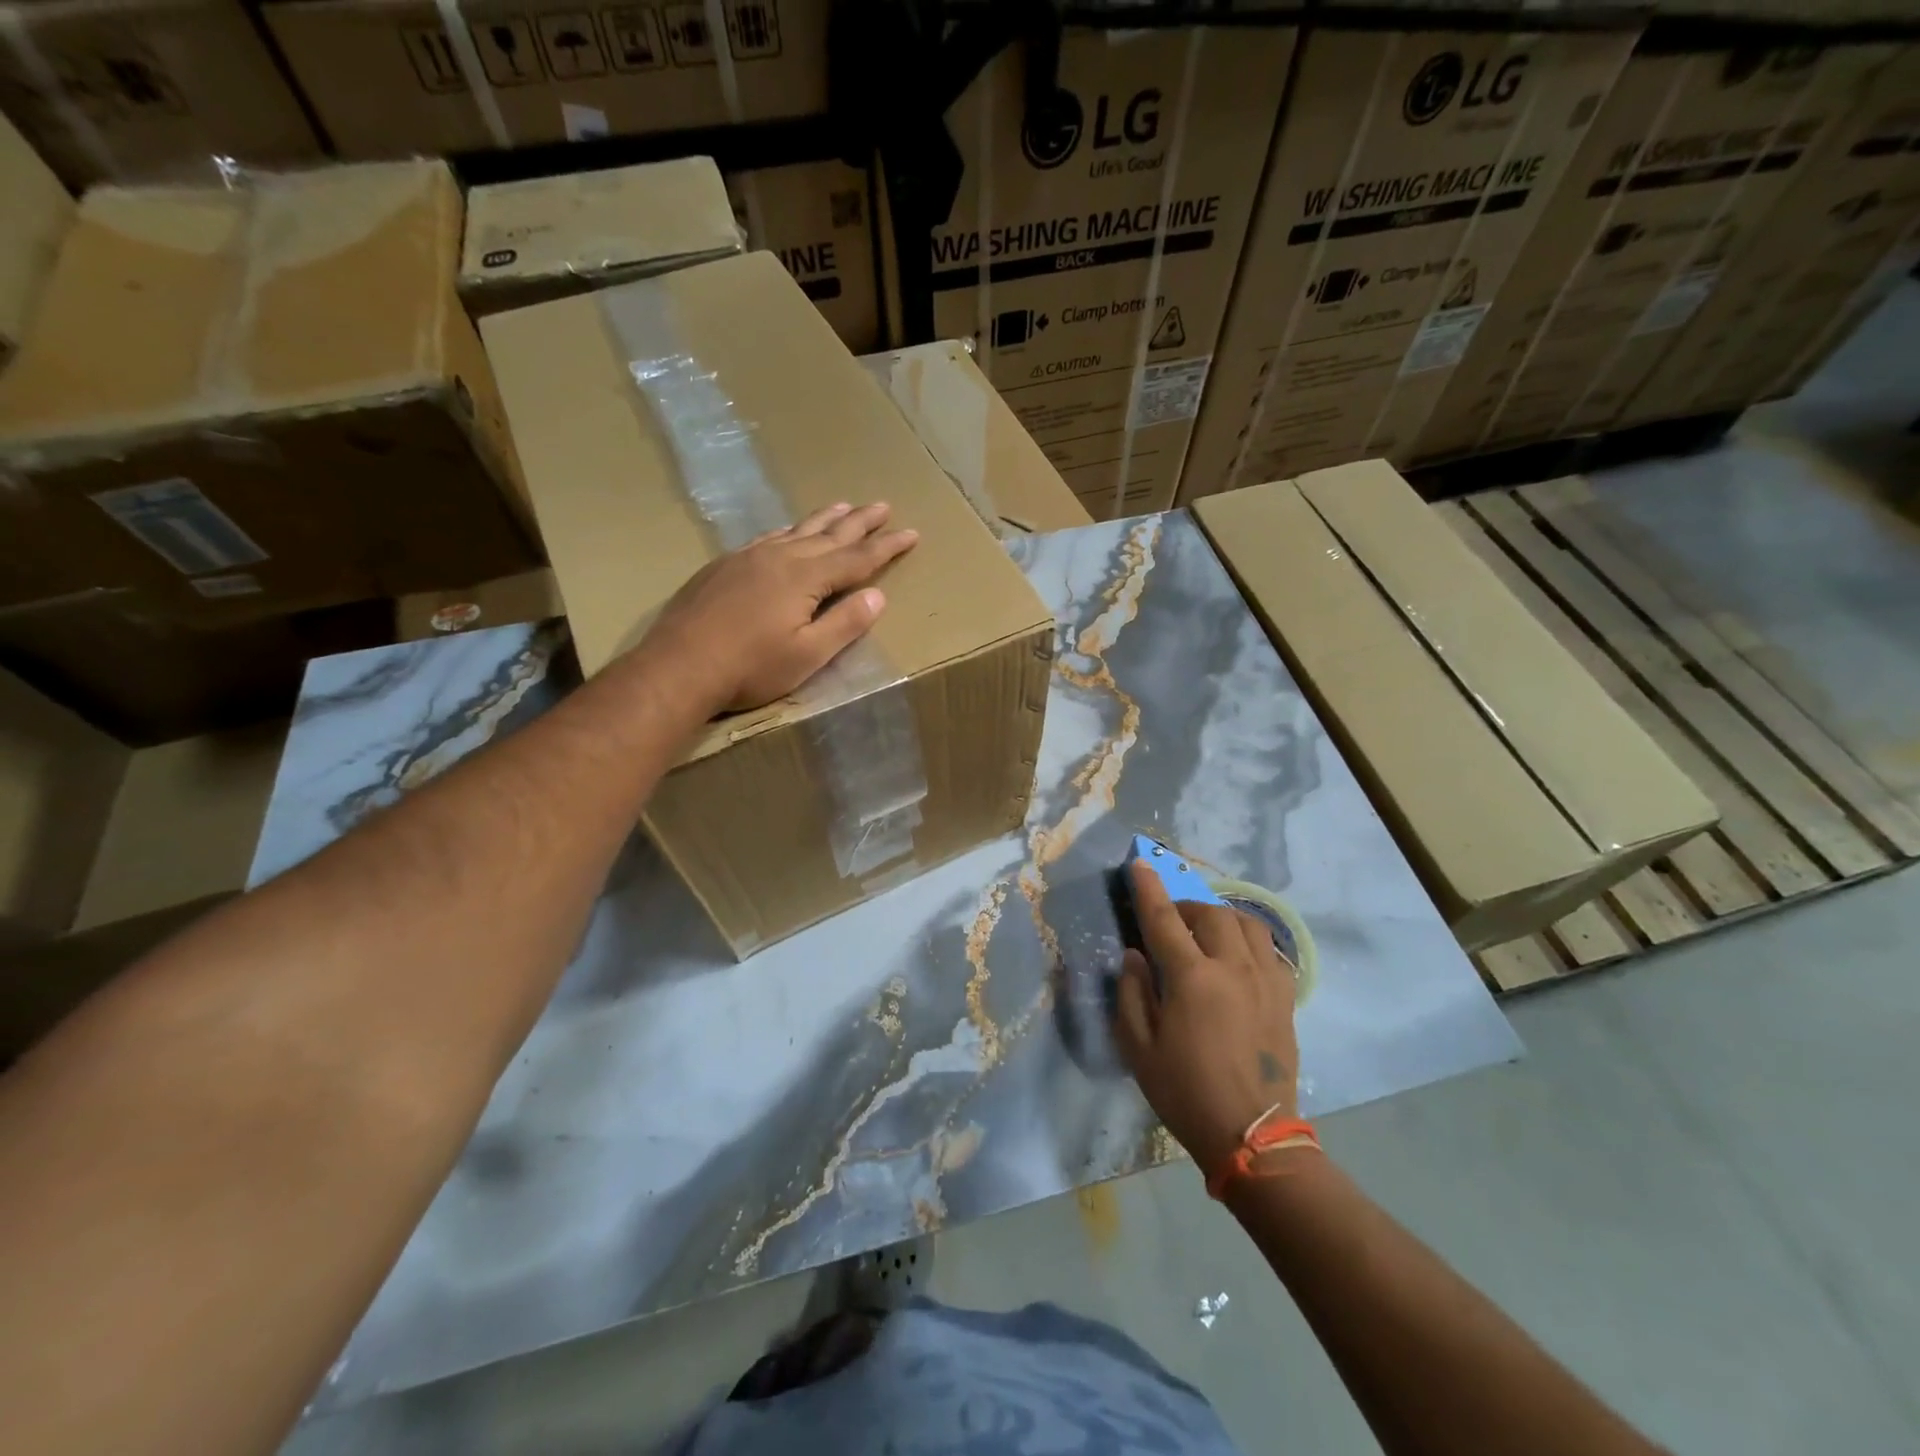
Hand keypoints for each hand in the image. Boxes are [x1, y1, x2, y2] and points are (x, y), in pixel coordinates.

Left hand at [643, 502, 917, 712]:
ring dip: (825, 519)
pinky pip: (768, 537)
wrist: (679, 665)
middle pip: (830, 534)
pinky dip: (788, 530)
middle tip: (883, 506)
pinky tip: (788, 531)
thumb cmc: (750, 668)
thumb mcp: (808, 655)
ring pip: (797, 530)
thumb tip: (877, 597)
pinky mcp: (725, 565)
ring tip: (844, 505)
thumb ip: (845, 624)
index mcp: (805, 578)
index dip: (887, 547)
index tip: (911, 533)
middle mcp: (780, 557)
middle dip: (860, 522)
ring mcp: (749, 557)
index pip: (857, 558)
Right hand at [1113, 860, 1299, 1171]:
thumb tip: (1135, 956)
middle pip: (1211, 914)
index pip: (1164, 919)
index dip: (1148, 889)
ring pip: (1248, 924)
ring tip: (1206, 933)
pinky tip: (1237, 958)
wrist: (1253, 1137)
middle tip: (1170, 921)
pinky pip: (1270, 950)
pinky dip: (1249, 941)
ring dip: (1221, 918)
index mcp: (1192, 979)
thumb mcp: (1138, 1047)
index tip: (1138, 865)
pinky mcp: (1285, 998)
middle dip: (1186, 907)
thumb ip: (1131, 993)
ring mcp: (1266, 981)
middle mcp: (1233, 968)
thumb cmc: (1185, 1092)